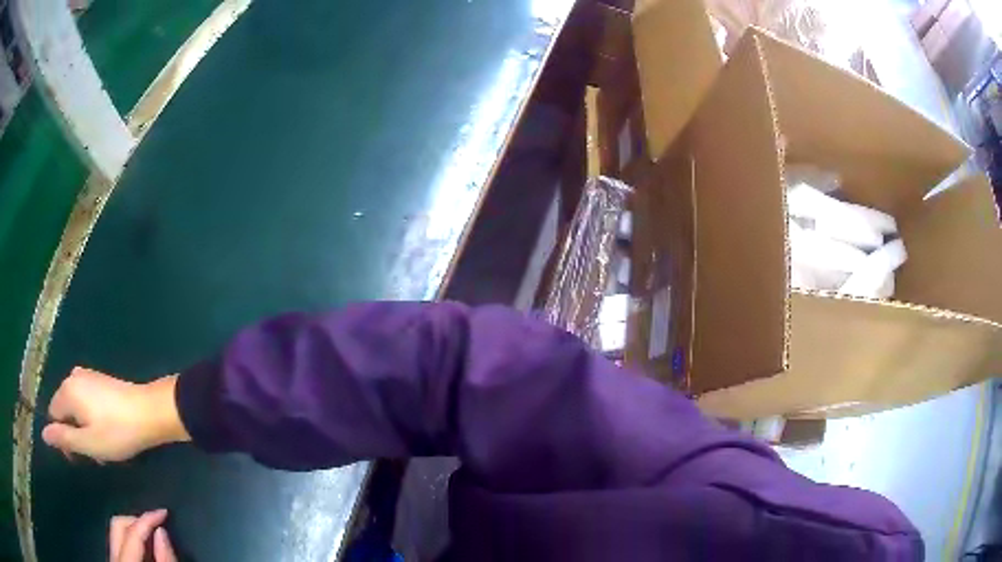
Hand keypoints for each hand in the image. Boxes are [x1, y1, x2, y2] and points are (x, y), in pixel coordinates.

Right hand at [42, 367, 189, 461]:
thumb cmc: (117, 432)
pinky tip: (108, 433)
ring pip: (77, 409)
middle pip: (64, 411)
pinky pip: (87, 402)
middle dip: (76, 435)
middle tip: (94, 454)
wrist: (149, 412)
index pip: (53, 415)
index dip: (63, 439)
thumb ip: (64, 438)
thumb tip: (43, 434)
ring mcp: (88, 376)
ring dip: (86, 430)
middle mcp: (73, 377)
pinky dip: (93, 420)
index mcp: (67, 390)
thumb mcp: (88, 443)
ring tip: (104, 447)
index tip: (79, 458)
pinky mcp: (100, 381)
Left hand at [110, 509, 176, 561]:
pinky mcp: (112, 558)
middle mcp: (111, 551)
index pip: (132, 529)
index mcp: (122, 555)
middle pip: (118, 523)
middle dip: (136, 518)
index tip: (164, 511)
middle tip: (155, 520)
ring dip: (132, 528)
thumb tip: (162, 529)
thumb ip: (164, 558)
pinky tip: (141, 543)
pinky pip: (117, 541)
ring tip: (149, 531)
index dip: (148, 517)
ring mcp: (110, 555)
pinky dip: (129, 538)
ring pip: (116, 531)